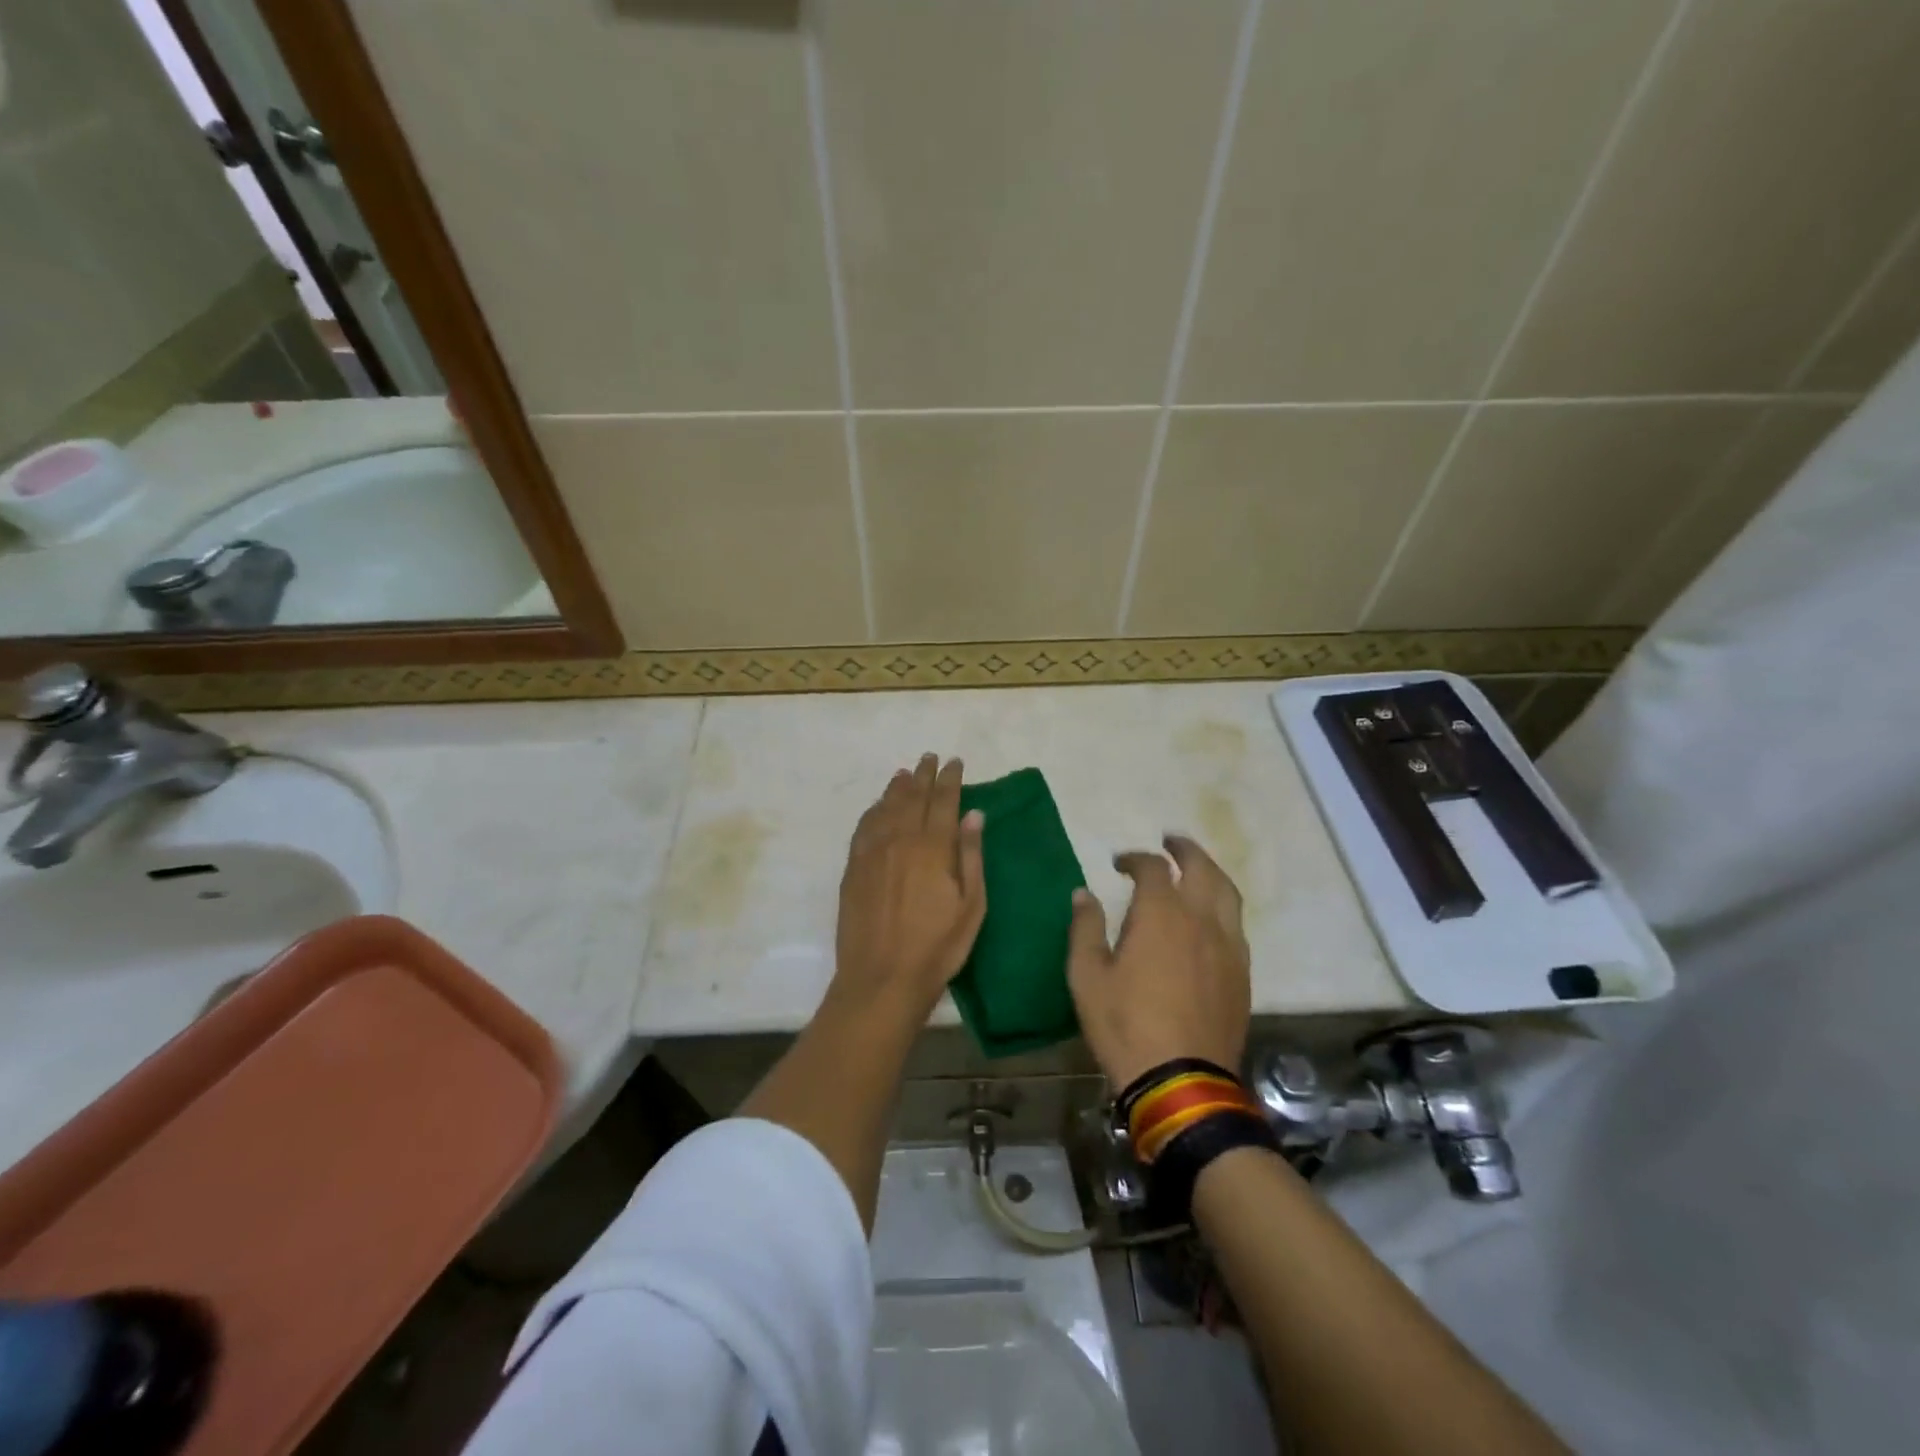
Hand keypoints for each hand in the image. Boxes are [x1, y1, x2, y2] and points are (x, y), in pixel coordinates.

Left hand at [832, 754, 986, 1018]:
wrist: (881, 978)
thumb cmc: (937, 947)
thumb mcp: (971, 905)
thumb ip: (971, 856)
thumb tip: (974, 814)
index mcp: (933, 847)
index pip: (944, 801)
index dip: (950, 779)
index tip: (955, 762)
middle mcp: (901, 840)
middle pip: (913, 797)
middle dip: (923, 775)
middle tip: (930, 758)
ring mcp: (872, 852)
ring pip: (886, 807)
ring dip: (897, 787)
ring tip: (905, 773)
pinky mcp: (853, 868)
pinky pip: (864, 827)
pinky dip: (873, 810)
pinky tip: (878, 806)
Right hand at [1067, 835, 1251, 1089]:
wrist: (1181, 1081)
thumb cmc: (1125, 1025)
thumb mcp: (1087, 976)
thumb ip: (1085, 928)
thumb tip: (1083, 893)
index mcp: (1161, 914)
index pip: (1153, 867)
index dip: (1135, 858)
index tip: (1120, 863)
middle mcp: (1201, 919)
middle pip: (1202, 868)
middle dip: (1185, 850)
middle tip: (1170, 842)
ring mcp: (1228, 946)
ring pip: (1227, 893)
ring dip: (1210, 873)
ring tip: (1196, 870)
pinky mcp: (1242, 973)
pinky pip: (1236, 924)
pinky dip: (1222, 906)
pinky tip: (1210, 919)